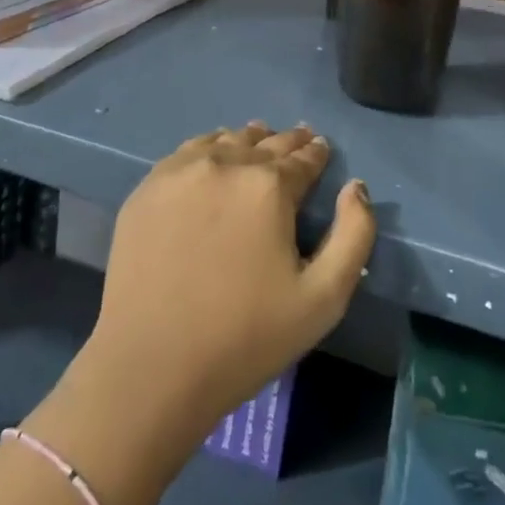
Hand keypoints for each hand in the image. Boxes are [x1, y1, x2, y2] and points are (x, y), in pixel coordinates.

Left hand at [84, 122, 374, 438]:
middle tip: (299, 138)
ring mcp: (181, 171)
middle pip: (265, 142)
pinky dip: (209, 146)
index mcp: (269, 186)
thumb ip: (353, 237)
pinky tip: (213, 152)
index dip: (316, 153)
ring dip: (248, 139)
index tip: (321, 148)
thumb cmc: (245, 338)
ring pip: (226, 140)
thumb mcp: (323, 299)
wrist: (151, 366)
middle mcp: (226, 163)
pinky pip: (188, 152)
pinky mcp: (148, 187)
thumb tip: (356, 188)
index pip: (302, 158)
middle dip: (287, 142)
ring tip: (259, 138)